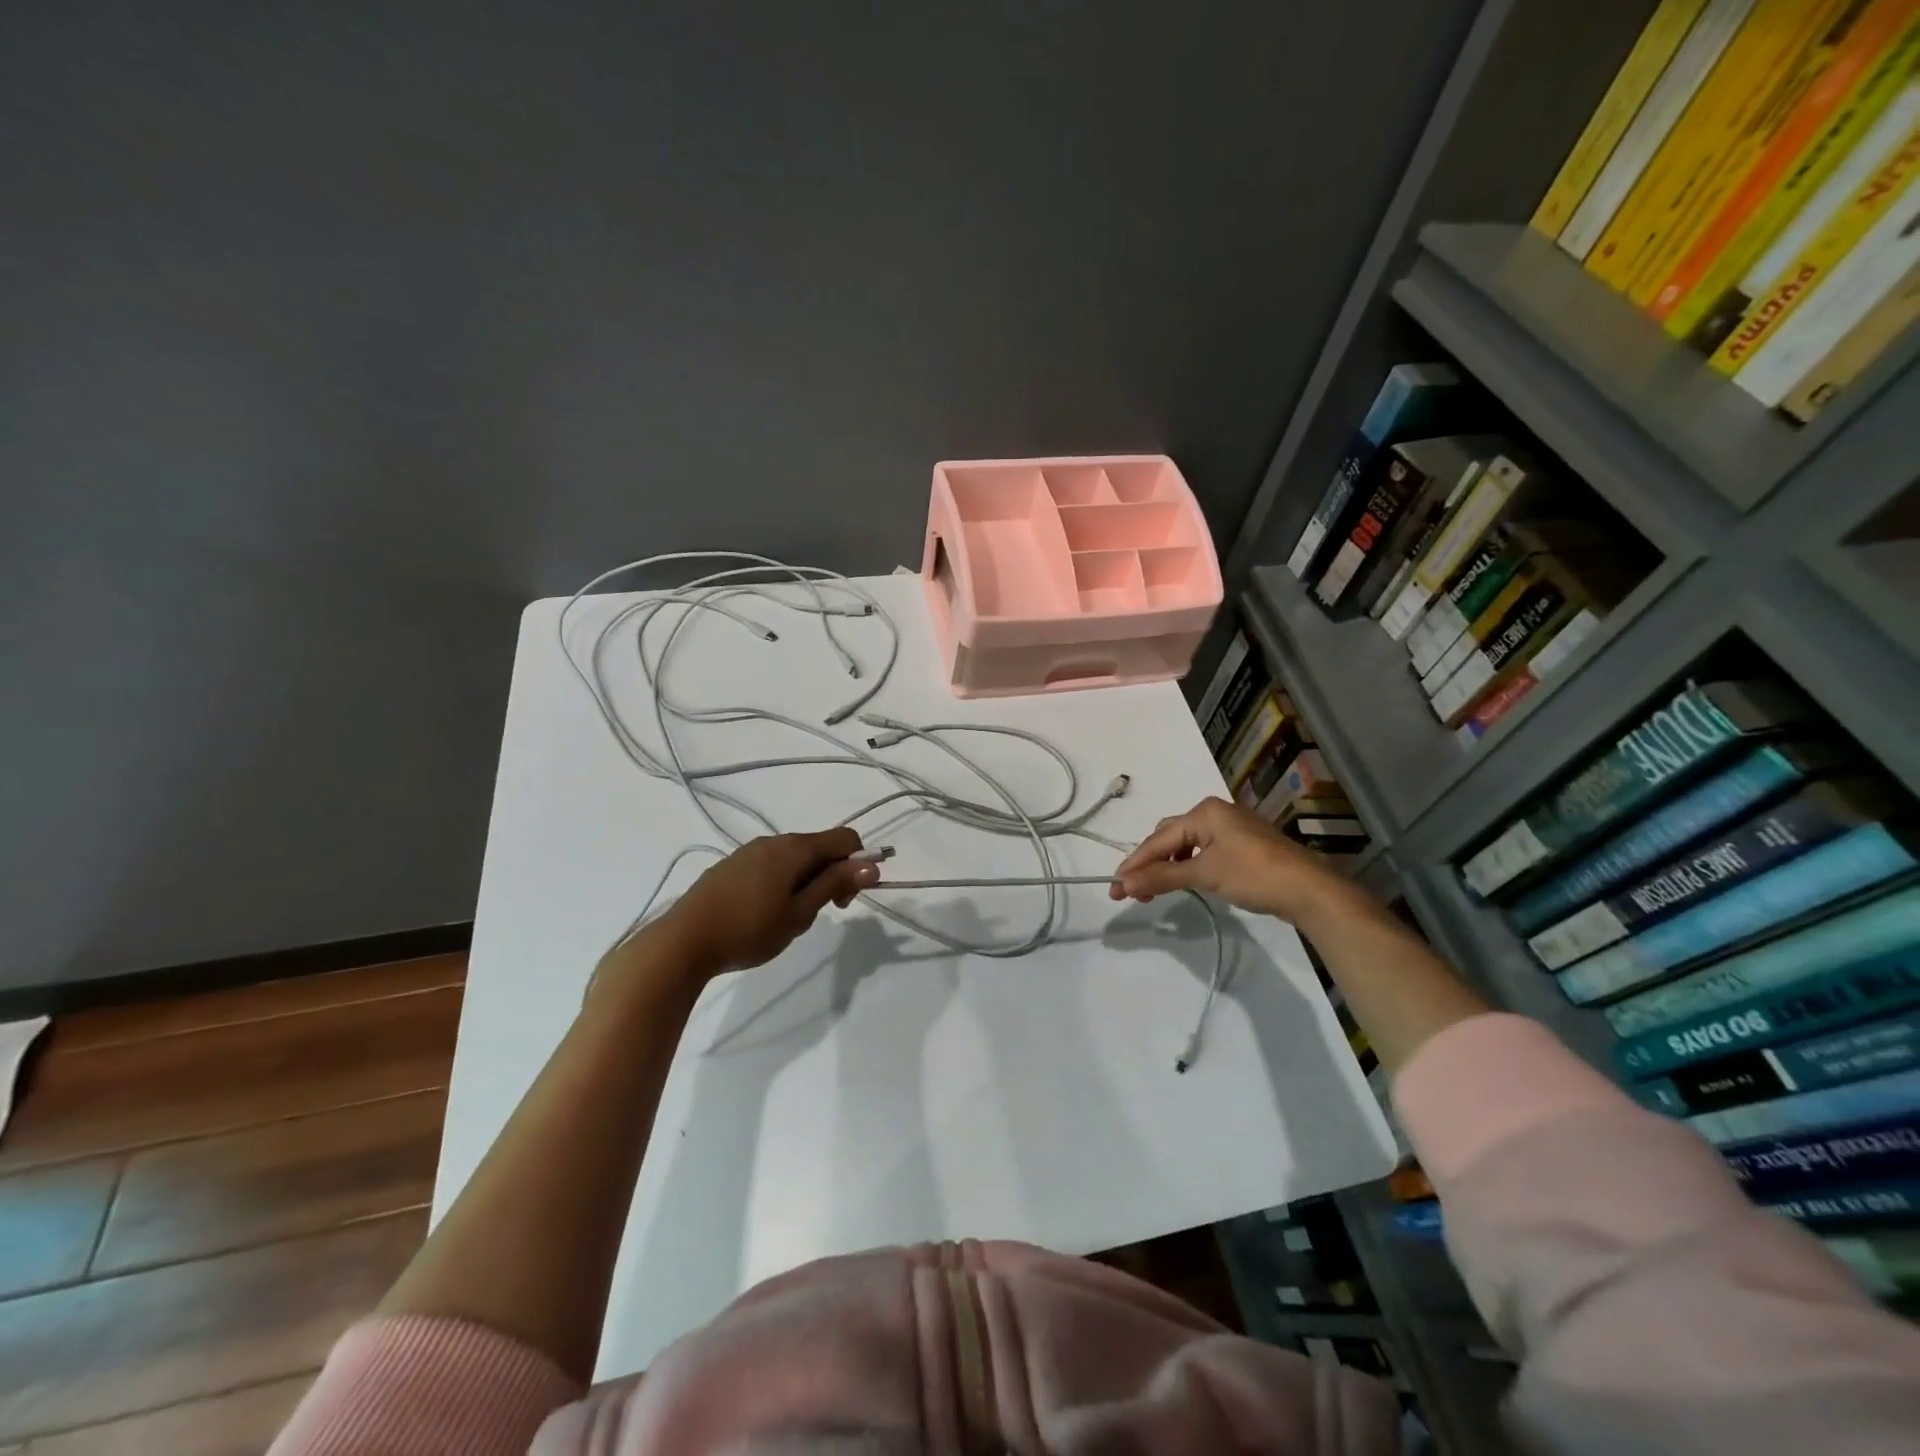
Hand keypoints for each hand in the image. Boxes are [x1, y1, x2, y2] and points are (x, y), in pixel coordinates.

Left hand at [653, 829, 878, 976]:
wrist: (683, 941)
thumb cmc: (749, 929)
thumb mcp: (800, 912)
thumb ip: (835, 884)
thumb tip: (871, 864)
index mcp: (795, 848)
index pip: (845, 837)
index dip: (857, 863)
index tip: (846, 899)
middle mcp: (773, 840)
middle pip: (819, 847)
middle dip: (831, 875)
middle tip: (820, 914)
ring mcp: (749, 851)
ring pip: (794, 858)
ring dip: (806, 881)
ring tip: (789, 918)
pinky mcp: (731, 865)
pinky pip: (770, 865)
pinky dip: (782, 882)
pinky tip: (764, 913)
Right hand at [1109, 797, 1358, 927]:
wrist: (1310, 890)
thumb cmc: (1254, 874)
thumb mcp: (1205, 874)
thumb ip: (1162, 877)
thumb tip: (1124, 883)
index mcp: (1204, 811)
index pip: (1159, 839)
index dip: (1135, 864)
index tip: (1115, 887)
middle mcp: (1215, 813)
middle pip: (1169, 837)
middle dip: (1149, 863)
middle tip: (1134, 891)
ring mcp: (1231, 828)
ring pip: (1186, 845)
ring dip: (1167, 867)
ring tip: (1154, 891)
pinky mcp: (1242, 846)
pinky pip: (1203, 851)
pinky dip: (1187, 866)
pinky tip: (1184, 881)